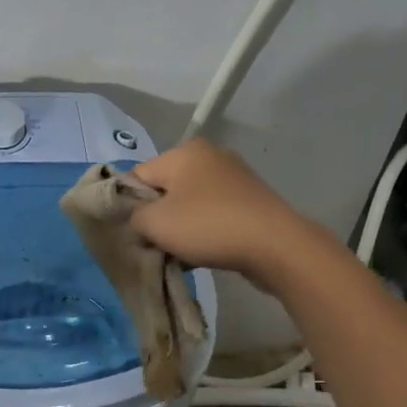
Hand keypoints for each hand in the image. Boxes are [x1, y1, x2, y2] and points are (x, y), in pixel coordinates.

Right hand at [129, 140, 320, 287]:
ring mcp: (234, 177)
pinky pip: (214, 213)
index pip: (139, 176)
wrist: (276, 246)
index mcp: (184, 152)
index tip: (134, 234)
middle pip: (166, 189)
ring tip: (182, 254)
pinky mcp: (251, 199)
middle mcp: (210, 156)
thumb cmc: (209, 226)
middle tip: (156, 246)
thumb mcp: (155, 223)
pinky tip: (205, 253)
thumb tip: (139, 220)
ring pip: (191, 203)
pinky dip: (205, 230)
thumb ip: (134, 217)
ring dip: (181, 227)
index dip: (130, 206)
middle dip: (158, 217)